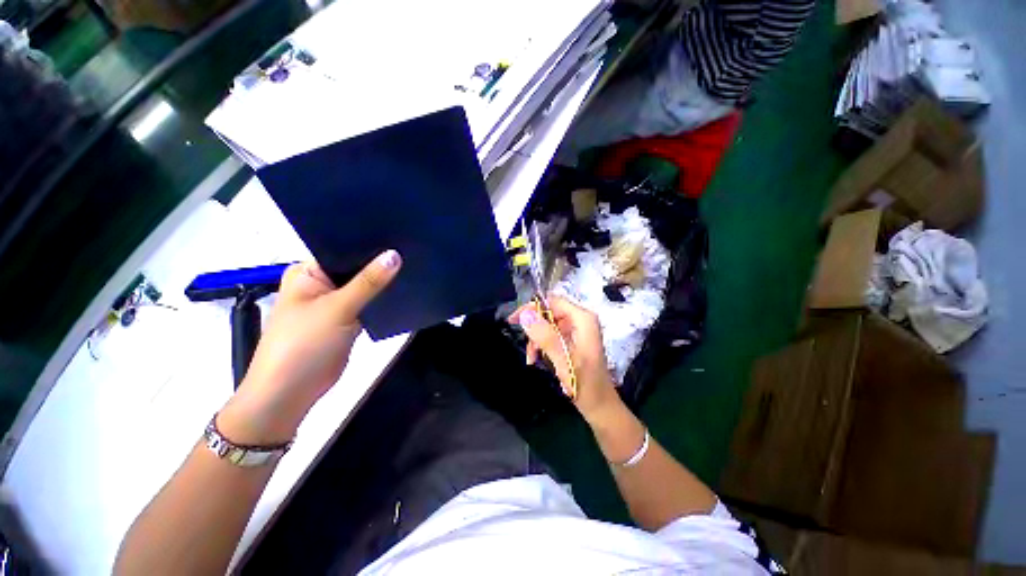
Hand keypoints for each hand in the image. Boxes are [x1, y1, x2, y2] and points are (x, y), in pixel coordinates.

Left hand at [219, 251, 401, 443]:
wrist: (292, 392)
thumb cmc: (303, 344)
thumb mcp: (337, 308)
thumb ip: (369, 282)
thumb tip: (395, 254)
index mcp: (308, 272)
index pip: (343, 249)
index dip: (370, 245)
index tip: (399, 236)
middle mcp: (321, 283)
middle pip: (356, 268)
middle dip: (380, 263)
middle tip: (412, 250)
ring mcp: (335, 302)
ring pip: (365, 286)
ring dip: (383, 282)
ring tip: (414, 265)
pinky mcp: (347, 319)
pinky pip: (368, 303)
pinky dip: (382, 299)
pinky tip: (405, 288)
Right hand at [509, 296, 621, 422]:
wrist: (600, 406)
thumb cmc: (586, 385)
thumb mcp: (564, 361)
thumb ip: (546, 337)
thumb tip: (525, 315)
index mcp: (583, 319)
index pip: (553, 301)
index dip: (533, 308)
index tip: (515, 320)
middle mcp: (581, 320)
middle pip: (550, 312)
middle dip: (535, 327)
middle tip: (524, 343)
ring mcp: (578, 330)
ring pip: (548, 324)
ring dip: (537, 339)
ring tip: (532, 357)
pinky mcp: (573, 340)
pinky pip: (552, 335)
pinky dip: (542, 345)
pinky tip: (536, 358)